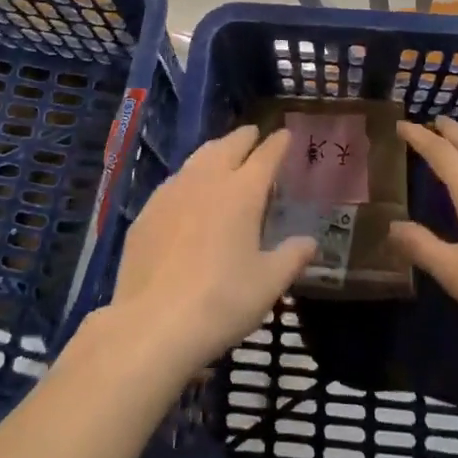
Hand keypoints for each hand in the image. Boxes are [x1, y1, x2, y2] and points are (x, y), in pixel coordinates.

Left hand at [109, 126, 315, 373]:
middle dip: (244, 137)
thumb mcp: (268, 285)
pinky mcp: (148, 210)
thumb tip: (310, 242)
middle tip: (254, 134)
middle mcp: (208, 180)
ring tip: (222, 153)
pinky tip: (188, 190)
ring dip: (215, 150)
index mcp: (243, 192)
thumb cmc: (221, 301)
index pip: (266, 156)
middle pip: (229, 145)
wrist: (152, 323)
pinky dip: (190, 176)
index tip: (285, 134)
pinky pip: (175, 180)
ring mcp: (173, 191)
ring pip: (198, 157)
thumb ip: (291, 258)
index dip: (278, 144)